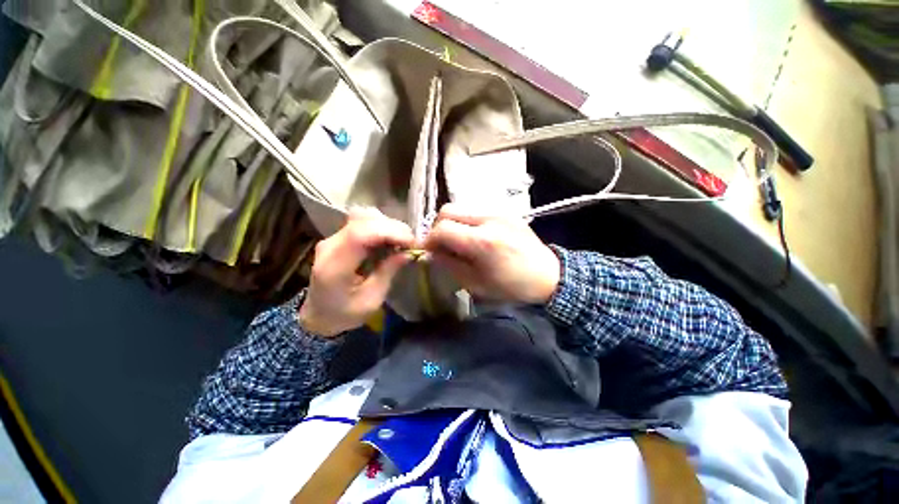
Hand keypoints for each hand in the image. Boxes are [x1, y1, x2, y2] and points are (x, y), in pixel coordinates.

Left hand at [299, 207, 413, 336]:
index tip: (411, 242)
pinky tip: (390, 239)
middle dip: (393, 228)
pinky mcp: (338, 237)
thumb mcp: (371, 300)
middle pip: (363, 220)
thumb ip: (388, 273)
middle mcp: (330, 246)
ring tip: (401, 241)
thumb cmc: (345, 314)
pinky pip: (362, 222)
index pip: (360, 234)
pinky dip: (381, 226)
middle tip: (411, 243)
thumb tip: (408, 253)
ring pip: (363, 216)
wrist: (318, 315)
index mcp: (334, 267)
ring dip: (387, 225)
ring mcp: (332, 238)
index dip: (389, 232)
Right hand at [423, 203, 560, 303]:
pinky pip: (475, 211)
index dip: (429, 240)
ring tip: (458, 241)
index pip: (442, 228)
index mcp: (482, 241)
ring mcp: (498, 211)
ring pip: (460, 208)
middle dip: (438, 227)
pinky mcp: (504, 211)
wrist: (549, 275)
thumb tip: (432, 253)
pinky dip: (466, 222)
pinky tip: (473, 237)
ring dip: (452, 223)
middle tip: (441, 245)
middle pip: (448, 210)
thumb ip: (450, 265)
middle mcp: (488, 219)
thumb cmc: (512, 286)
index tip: (427, 251)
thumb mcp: (477, 284)